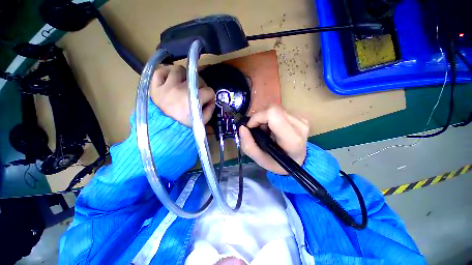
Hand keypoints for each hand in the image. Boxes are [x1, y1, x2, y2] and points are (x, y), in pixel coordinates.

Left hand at [150, 65, 215, 126]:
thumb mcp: (202, 122)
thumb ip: (210, 110)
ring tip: (184, 83)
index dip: (211, 97)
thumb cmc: (185, 127)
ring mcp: (166, 87)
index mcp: (193, 99)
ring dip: (184, 76)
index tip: (208, 101)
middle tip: (198, 92)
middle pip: (196, 78)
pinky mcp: (155, 87)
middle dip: (201, 86)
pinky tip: (171, 78)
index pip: (208, 91)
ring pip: (178, 70)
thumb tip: (211, 101)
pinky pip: (159, 72)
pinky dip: (166, 72)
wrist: (165, 132)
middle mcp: (180, 90)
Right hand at [239, 106, 308, 174]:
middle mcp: (300, 126)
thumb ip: (248, 145)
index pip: (273, 114)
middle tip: (257, 129)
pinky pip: (280, 111)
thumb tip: (242, 127)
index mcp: (291, 139)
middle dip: (260, 117)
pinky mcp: (301, 117)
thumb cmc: (278, 163)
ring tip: (265, 130)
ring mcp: (302, 120)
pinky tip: (272, 128)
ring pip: (275, 109)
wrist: (297, 161)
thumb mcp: (259, 159)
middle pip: (273, 109)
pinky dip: (271, 118)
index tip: (250, 127)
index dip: (258, 117)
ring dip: (265, 118)